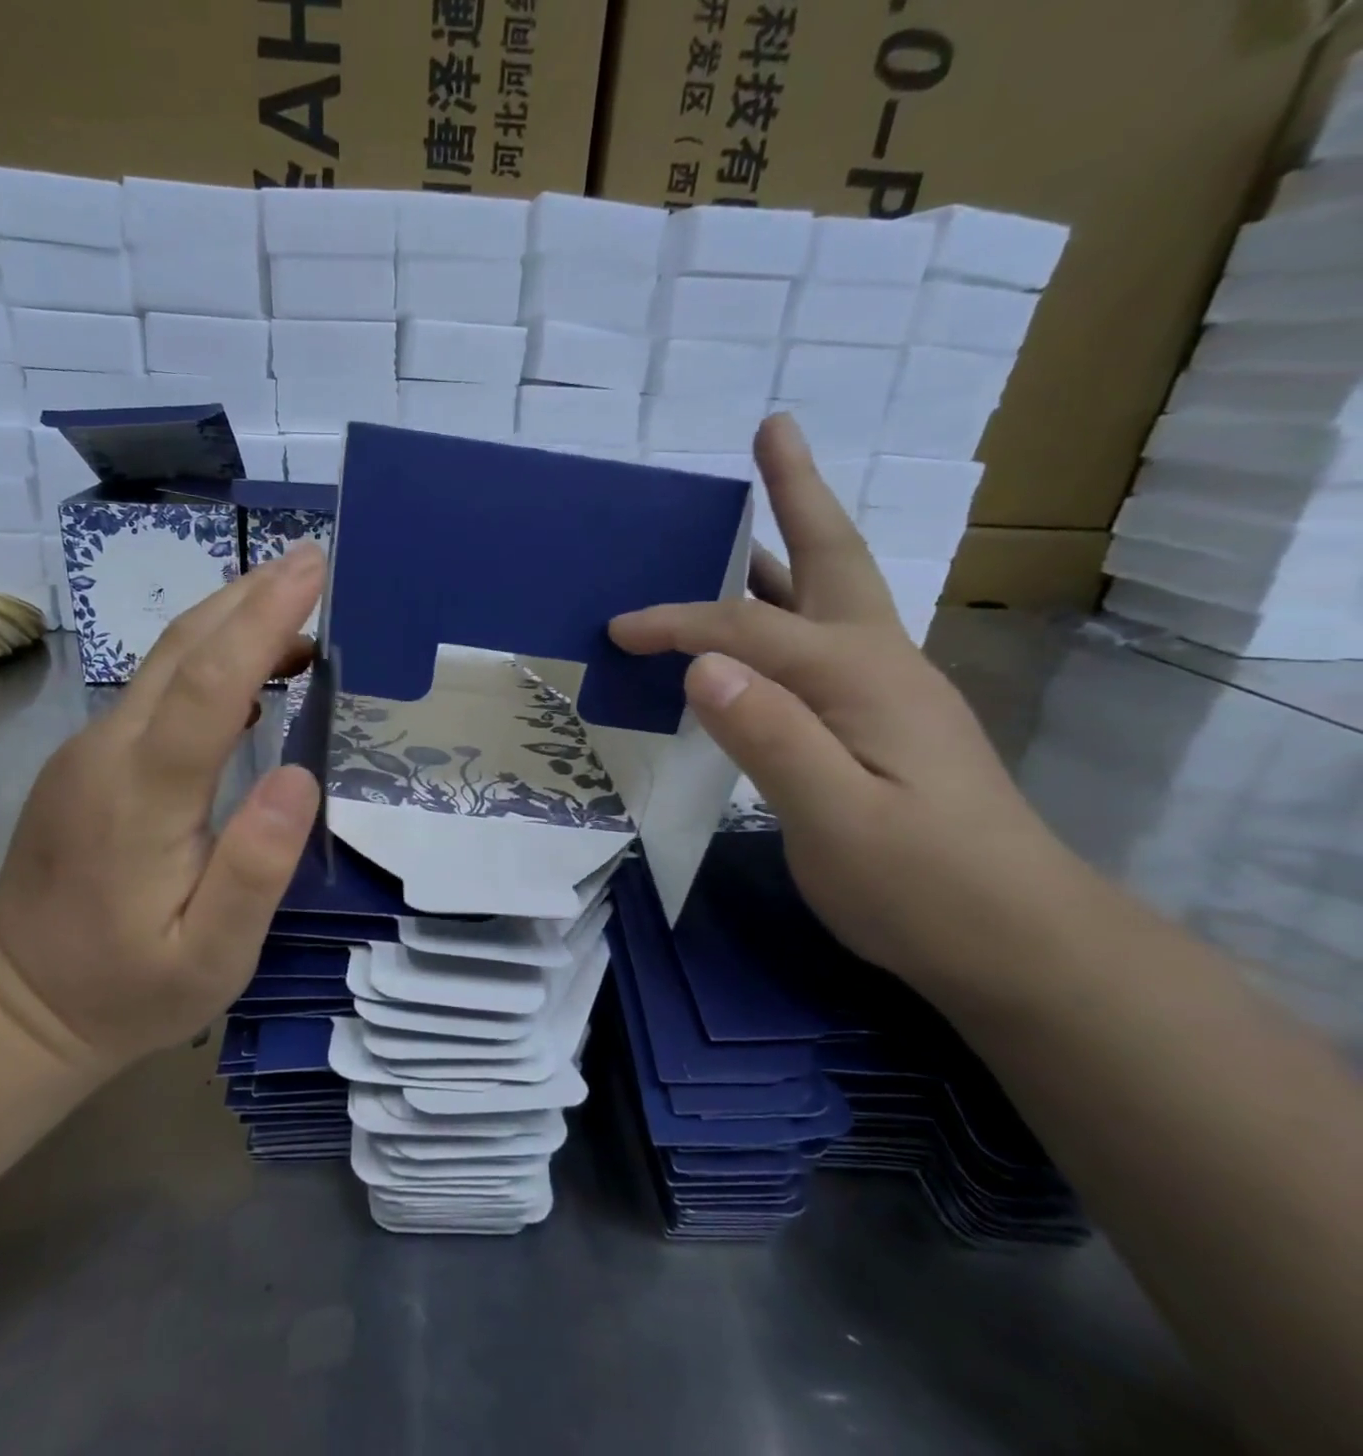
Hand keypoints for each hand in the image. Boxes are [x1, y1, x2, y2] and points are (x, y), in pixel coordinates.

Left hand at [0, 547, 324, 1070]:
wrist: (16, 1003)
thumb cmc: (126, 988)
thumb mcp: (209, 958)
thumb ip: (254, 871)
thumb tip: (299, 777)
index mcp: (141, 796)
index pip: (208, 683)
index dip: (261, 619)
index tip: (312, 570)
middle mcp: (108, 751)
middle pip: (180, 648)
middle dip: (250, 595)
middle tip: (315, 564)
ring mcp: (90, 748)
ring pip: (164, 660)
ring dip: (232, 619)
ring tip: (299, 605)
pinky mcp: (89, 757)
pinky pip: (155, 687)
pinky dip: (210, 658)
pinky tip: (252, 670)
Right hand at [609, 415, 1091, 996]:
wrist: (1019, 942)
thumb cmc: (923, 887)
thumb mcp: (838, 823)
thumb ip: (772, 738)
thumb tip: (703, 667)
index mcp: (861, 677)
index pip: (749, 628)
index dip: (679, 623)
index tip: (618, 631)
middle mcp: (879, 662)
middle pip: (831, 557)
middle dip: (797, 493)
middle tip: (773, 430)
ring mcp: (887, 688)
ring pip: (829, 594)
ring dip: (789, 544)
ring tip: (747, 515)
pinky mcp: (881, 718)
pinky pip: (819, 639)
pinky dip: (783, 608)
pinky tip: (755, 628)